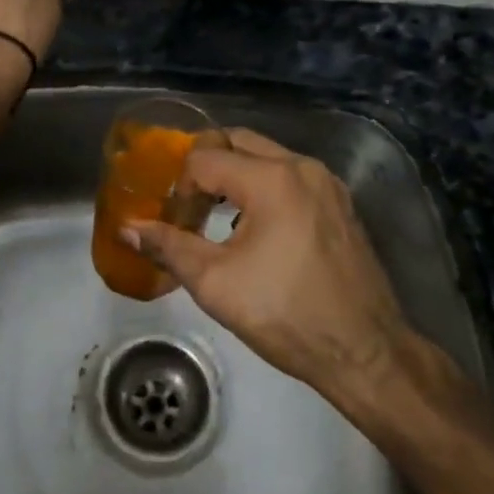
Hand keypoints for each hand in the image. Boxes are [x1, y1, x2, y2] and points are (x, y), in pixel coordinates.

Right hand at [123, 129, 417, 398]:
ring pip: (266, 156)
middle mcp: (301, 166)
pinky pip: (291, 175)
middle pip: (237, 141)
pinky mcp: (340, 202)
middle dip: (206, 166)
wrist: (364, 351)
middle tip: (188, 204)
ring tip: (216, 216)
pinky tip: (256, 228)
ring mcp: (326, 182)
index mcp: (271, 179)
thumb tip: (128, 228)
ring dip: (235, 175)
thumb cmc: (286, 315)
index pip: (205, 157)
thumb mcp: (216, 284)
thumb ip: (169, 246)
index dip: (180, 187)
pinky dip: (264, 186)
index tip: (176, 223)